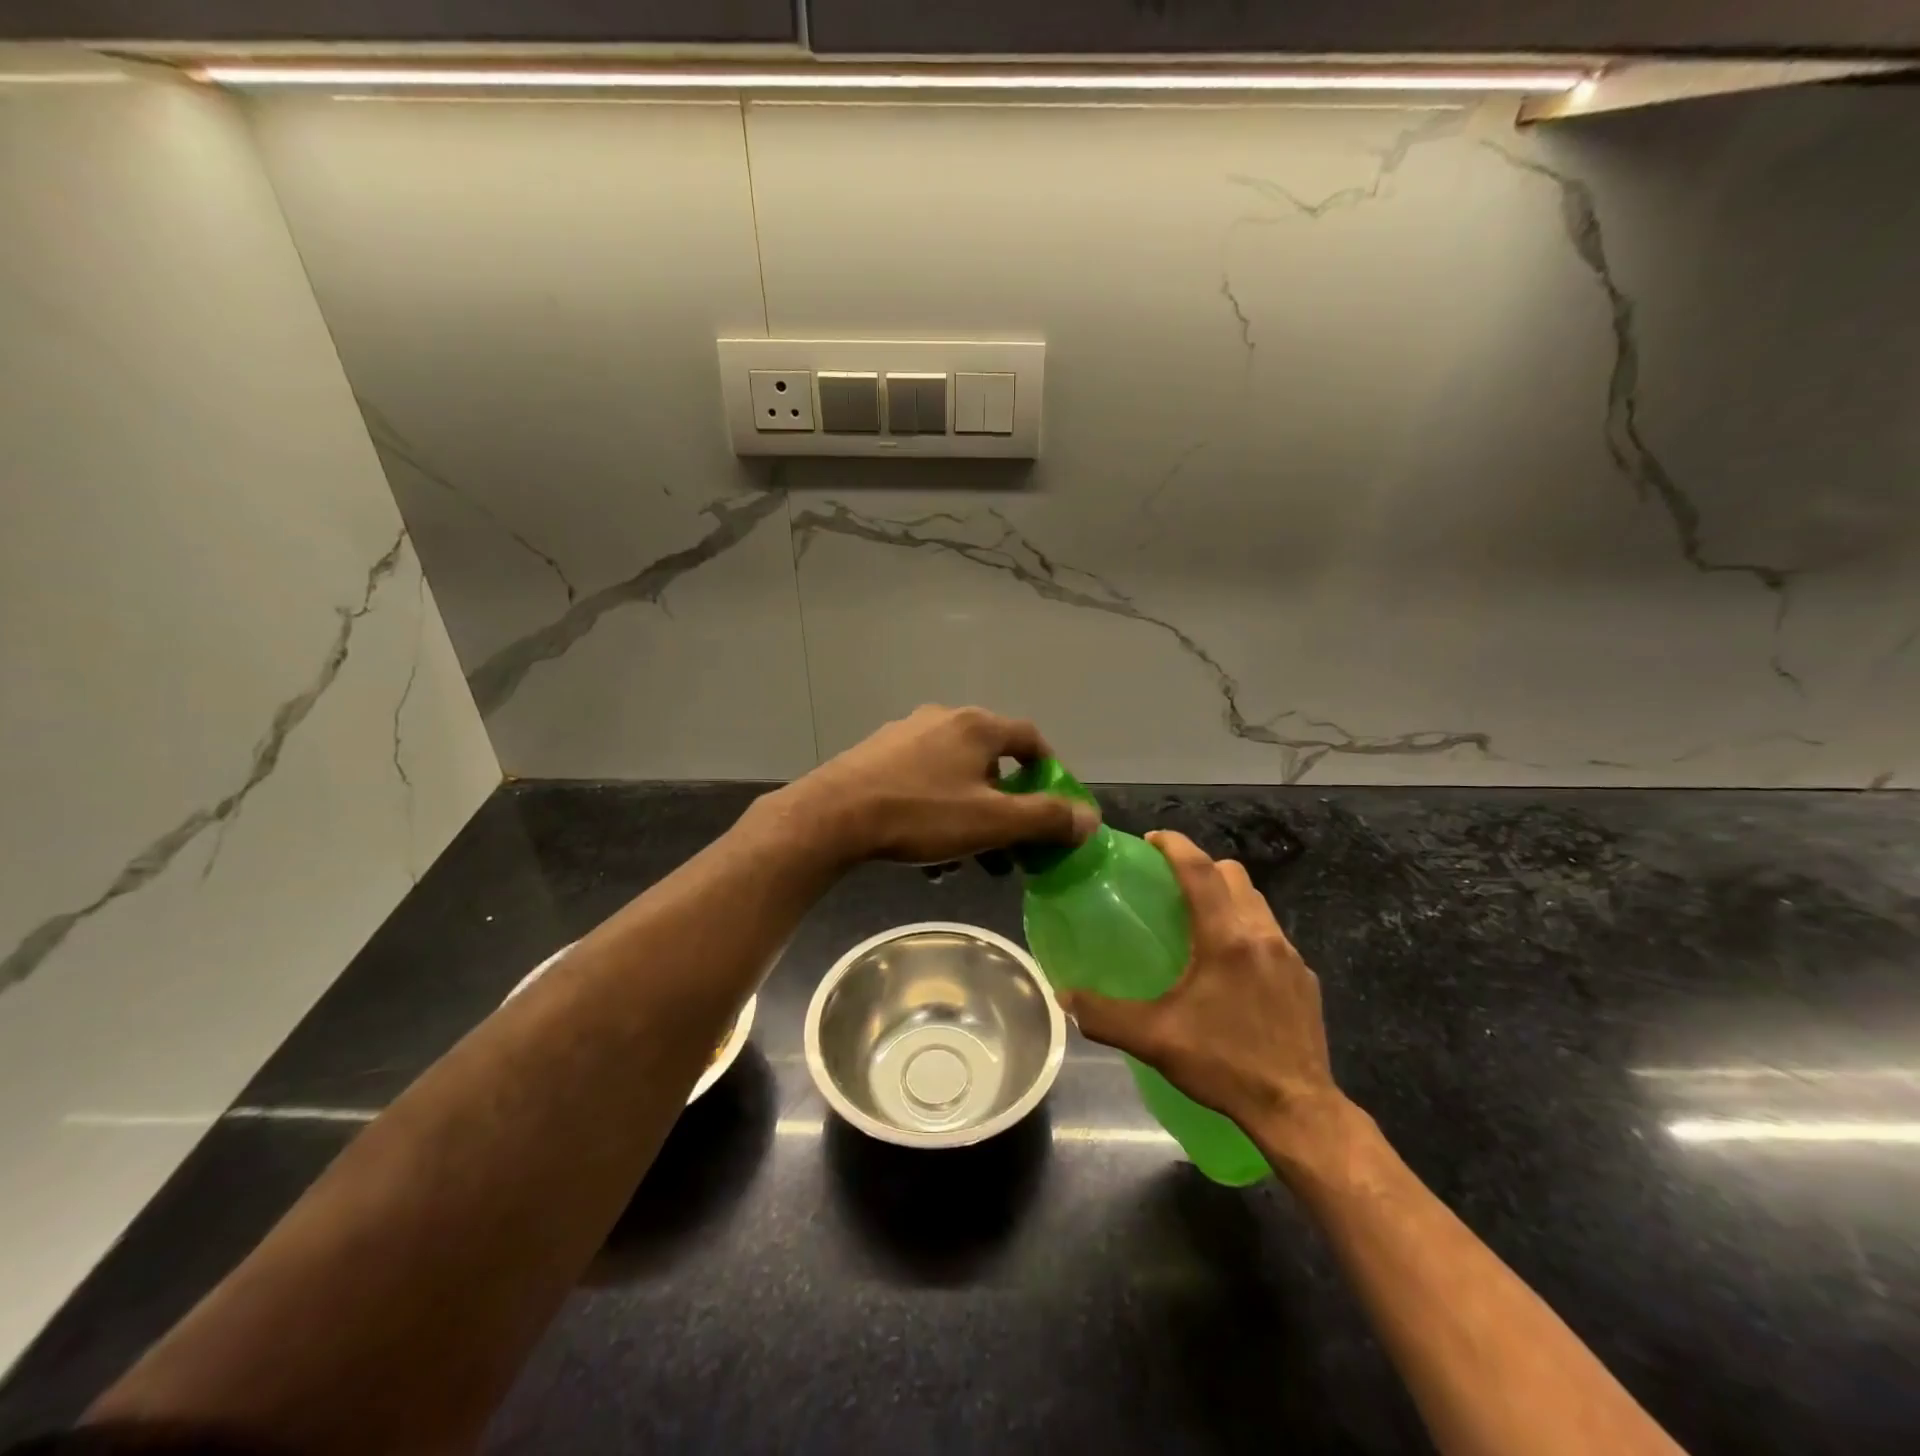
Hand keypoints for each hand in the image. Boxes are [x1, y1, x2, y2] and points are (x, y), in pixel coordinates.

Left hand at [783, 705, 1098, 864]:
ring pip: (955, 775)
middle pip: (992, 760)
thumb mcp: (992, 822)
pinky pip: (922, 782)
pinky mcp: (876, 756)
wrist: (833, 816)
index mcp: (976, 726)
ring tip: (969, 858)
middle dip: (1007, 804)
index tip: (1055, 805)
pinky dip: (937, 810)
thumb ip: (1045, 818)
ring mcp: (905, 735)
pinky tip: (928, 850)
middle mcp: (943, 719)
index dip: (1051, 771)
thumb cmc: (921, 814)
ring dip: (971, 813)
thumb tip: (1090, 818)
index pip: (1030, 738)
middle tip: (1011, 843)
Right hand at [1059, 830, 1351, 1166]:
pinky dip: (1247, 930)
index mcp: (1227, 939)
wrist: (1298, 1110)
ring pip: (1256, 902)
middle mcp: (1262, 935)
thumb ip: (1104, 1015)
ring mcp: (1291, 956)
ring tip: (1198, 923)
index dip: (1175, 846)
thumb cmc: (1224, 1065)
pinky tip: (1231, 968)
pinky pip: (1272, 935)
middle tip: (1171, 886)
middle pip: (1233, 875)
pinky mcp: (1305, 979)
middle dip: (1202, 867)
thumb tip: (1065, 996)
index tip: (1152, 839)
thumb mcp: (1155, 1040)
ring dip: (1226, 897)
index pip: (1201, 870)